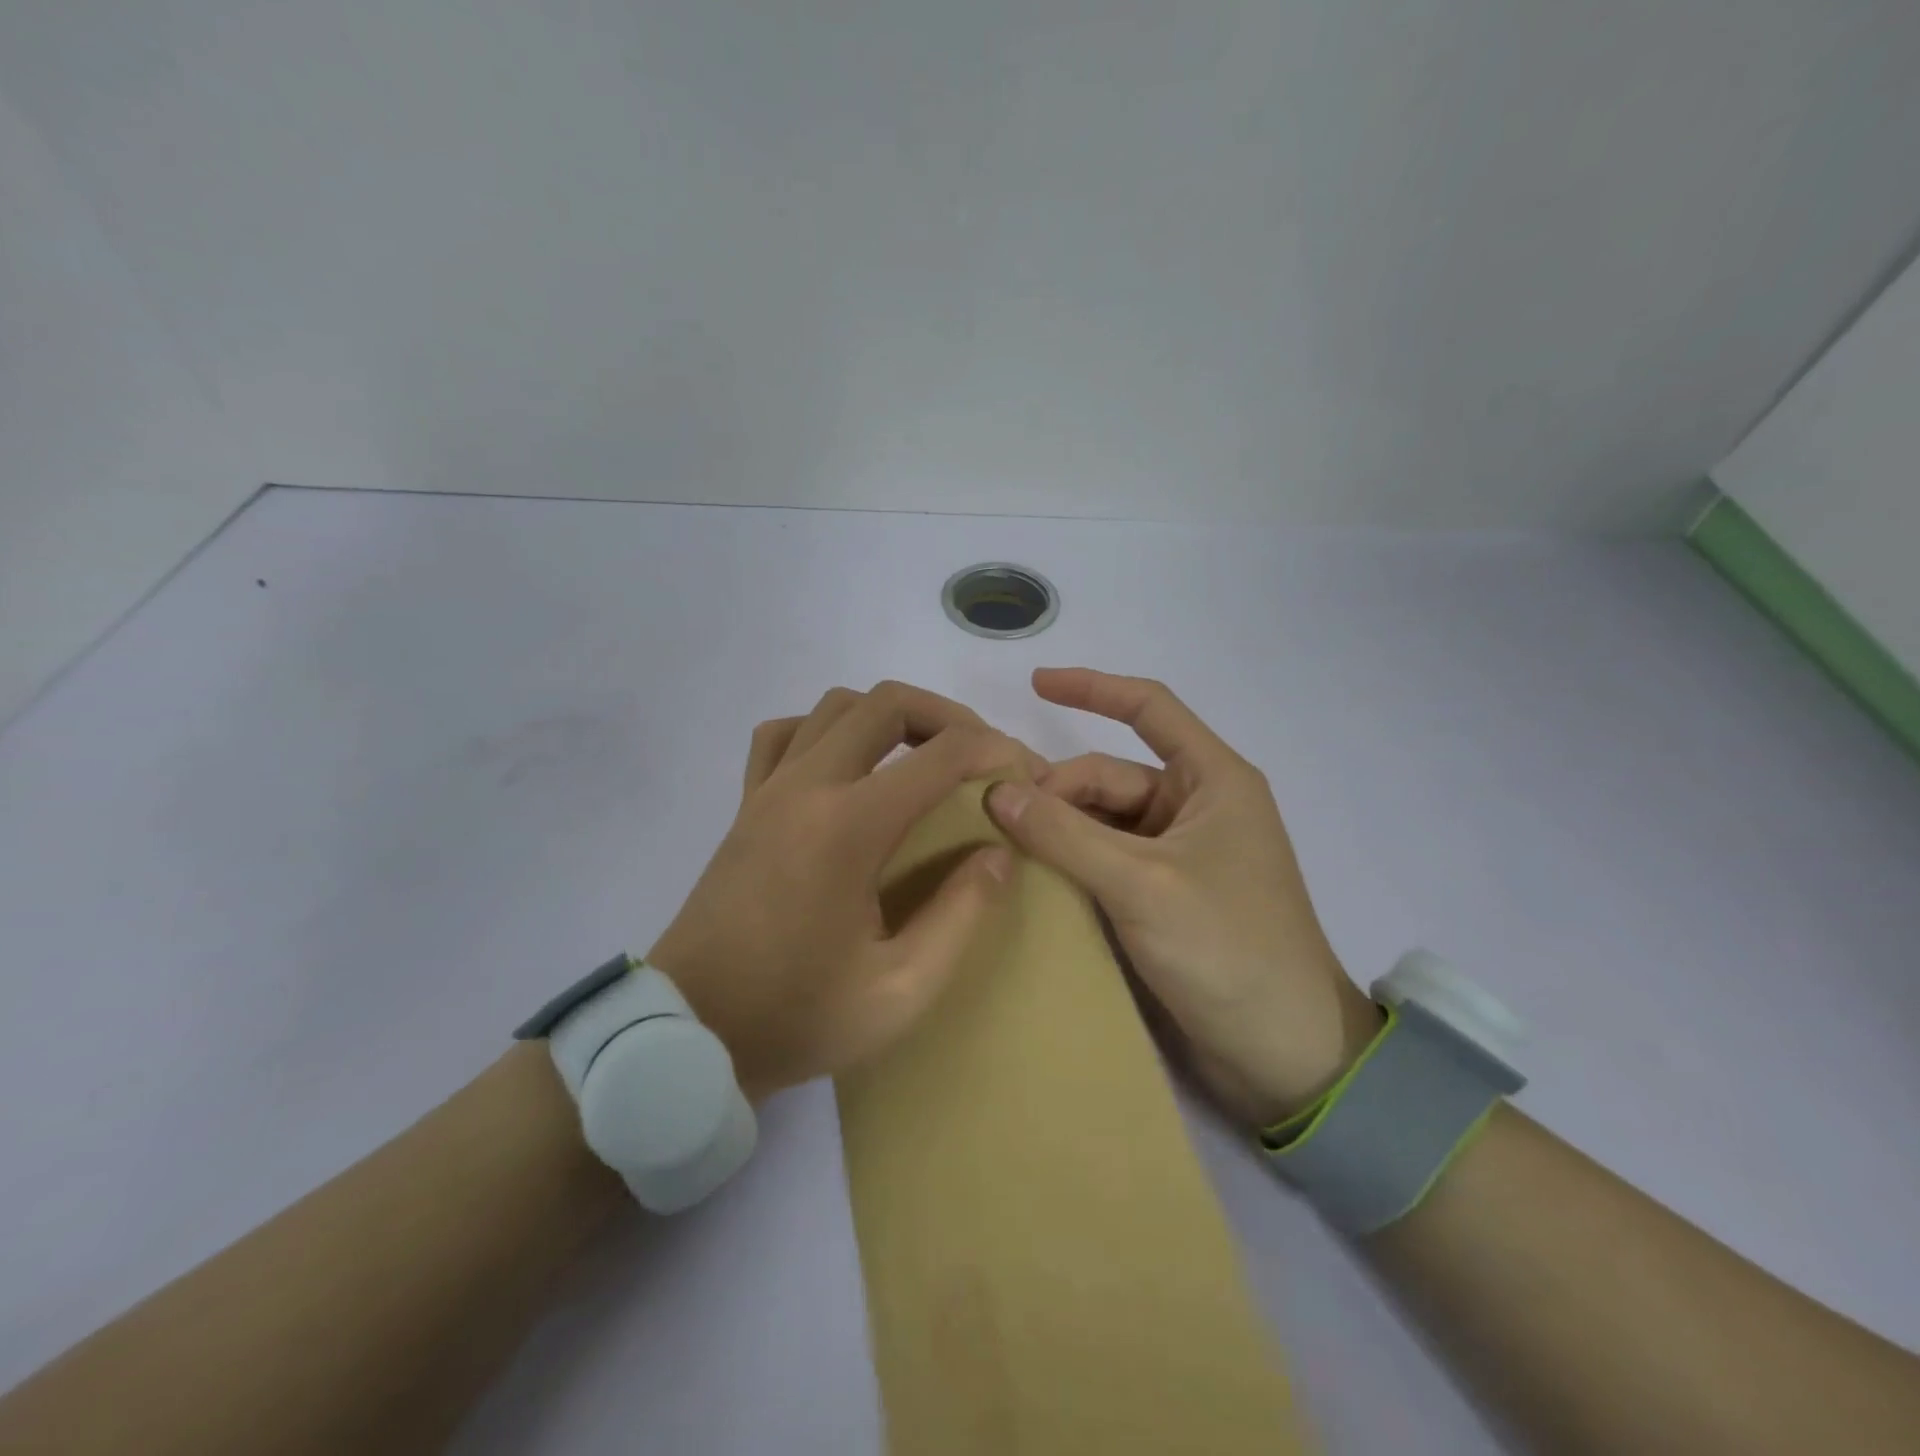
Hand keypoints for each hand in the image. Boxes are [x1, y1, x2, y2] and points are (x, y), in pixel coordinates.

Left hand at [649, 681, 1040, 1101]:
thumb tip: (999, 853)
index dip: (996, 750)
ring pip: (835, 706)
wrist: (688, 1034)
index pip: (941, 754)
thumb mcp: (901, 991)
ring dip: (889, 715)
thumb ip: (961, 916)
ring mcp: (768, 789)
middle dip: (949, 716)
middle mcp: (806, 787)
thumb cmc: (796, 1017)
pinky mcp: (745, 804)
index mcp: (848, 827)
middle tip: (981, 754)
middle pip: (886, 703)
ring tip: (922, 754)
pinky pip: (783, 733)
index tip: (1026, 772)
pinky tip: (846, 764)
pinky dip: (825, 728)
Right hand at [984, 668, 1380, 1130]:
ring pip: (1104, 822)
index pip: (1148, 708)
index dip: (1092, 688)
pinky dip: (1072, 862)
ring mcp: (1179, 854)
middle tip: (995, 816)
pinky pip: (1107, 860)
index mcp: (1213, 780)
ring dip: (1059, 829)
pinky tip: (1030, 875)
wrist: (1286, 1056)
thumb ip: (1065, 834)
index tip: (1034, 683)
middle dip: (1057, 789)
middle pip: (1111, 776)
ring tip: (1002, 846)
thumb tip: (996, 790)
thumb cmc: (1227, 949)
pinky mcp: (1165, 896)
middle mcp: (1196, 807)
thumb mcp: (1140, 884)